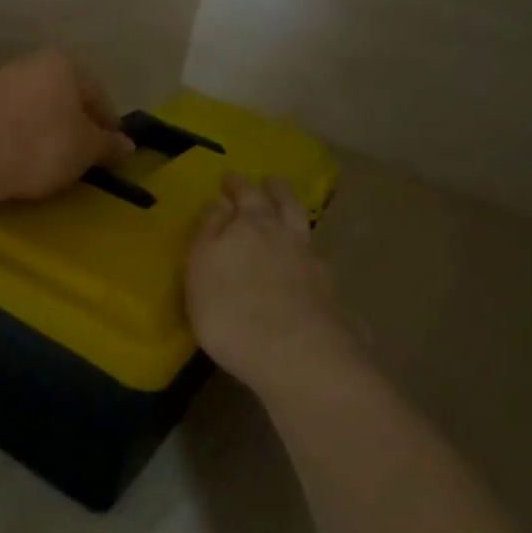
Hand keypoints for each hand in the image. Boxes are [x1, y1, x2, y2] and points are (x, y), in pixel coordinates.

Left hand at [0, 50, 133, 201]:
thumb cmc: (42, 145)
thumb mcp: (86, 149)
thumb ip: (109, 145)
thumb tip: (127, 145)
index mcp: (65, 63)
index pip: (99, 95)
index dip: (109, 126)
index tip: (111, 154)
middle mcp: (32, 63)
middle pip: (67, 98)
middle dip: (78, 126)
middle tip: (85, 158)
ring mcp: (1, 82)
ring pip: (40, 108)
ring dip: (50, 132)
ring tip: (54, 163)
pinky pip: (14, 120)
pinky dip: (25, 137)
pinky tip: (25, 159)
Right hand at [187, 173, 359, 398]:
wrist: (295, 354)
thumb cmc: (231, 308)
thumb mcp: (201, 265)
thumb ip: (209, 231)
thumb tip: (220, 201)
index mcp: (250, 223)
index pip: (244, 193)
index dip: (236, 185)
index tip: (231, 179)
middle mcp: (285, 235)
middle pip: (283, 203)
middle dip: (275, 190)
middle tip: (270, 181)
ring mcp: (312, 263)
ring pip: (305, 228)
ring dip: (296, 215)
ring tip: (290, 212)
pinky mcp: (330, 294)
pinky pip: (319, 262)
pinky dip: (312, 255)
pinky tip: (310, 262)